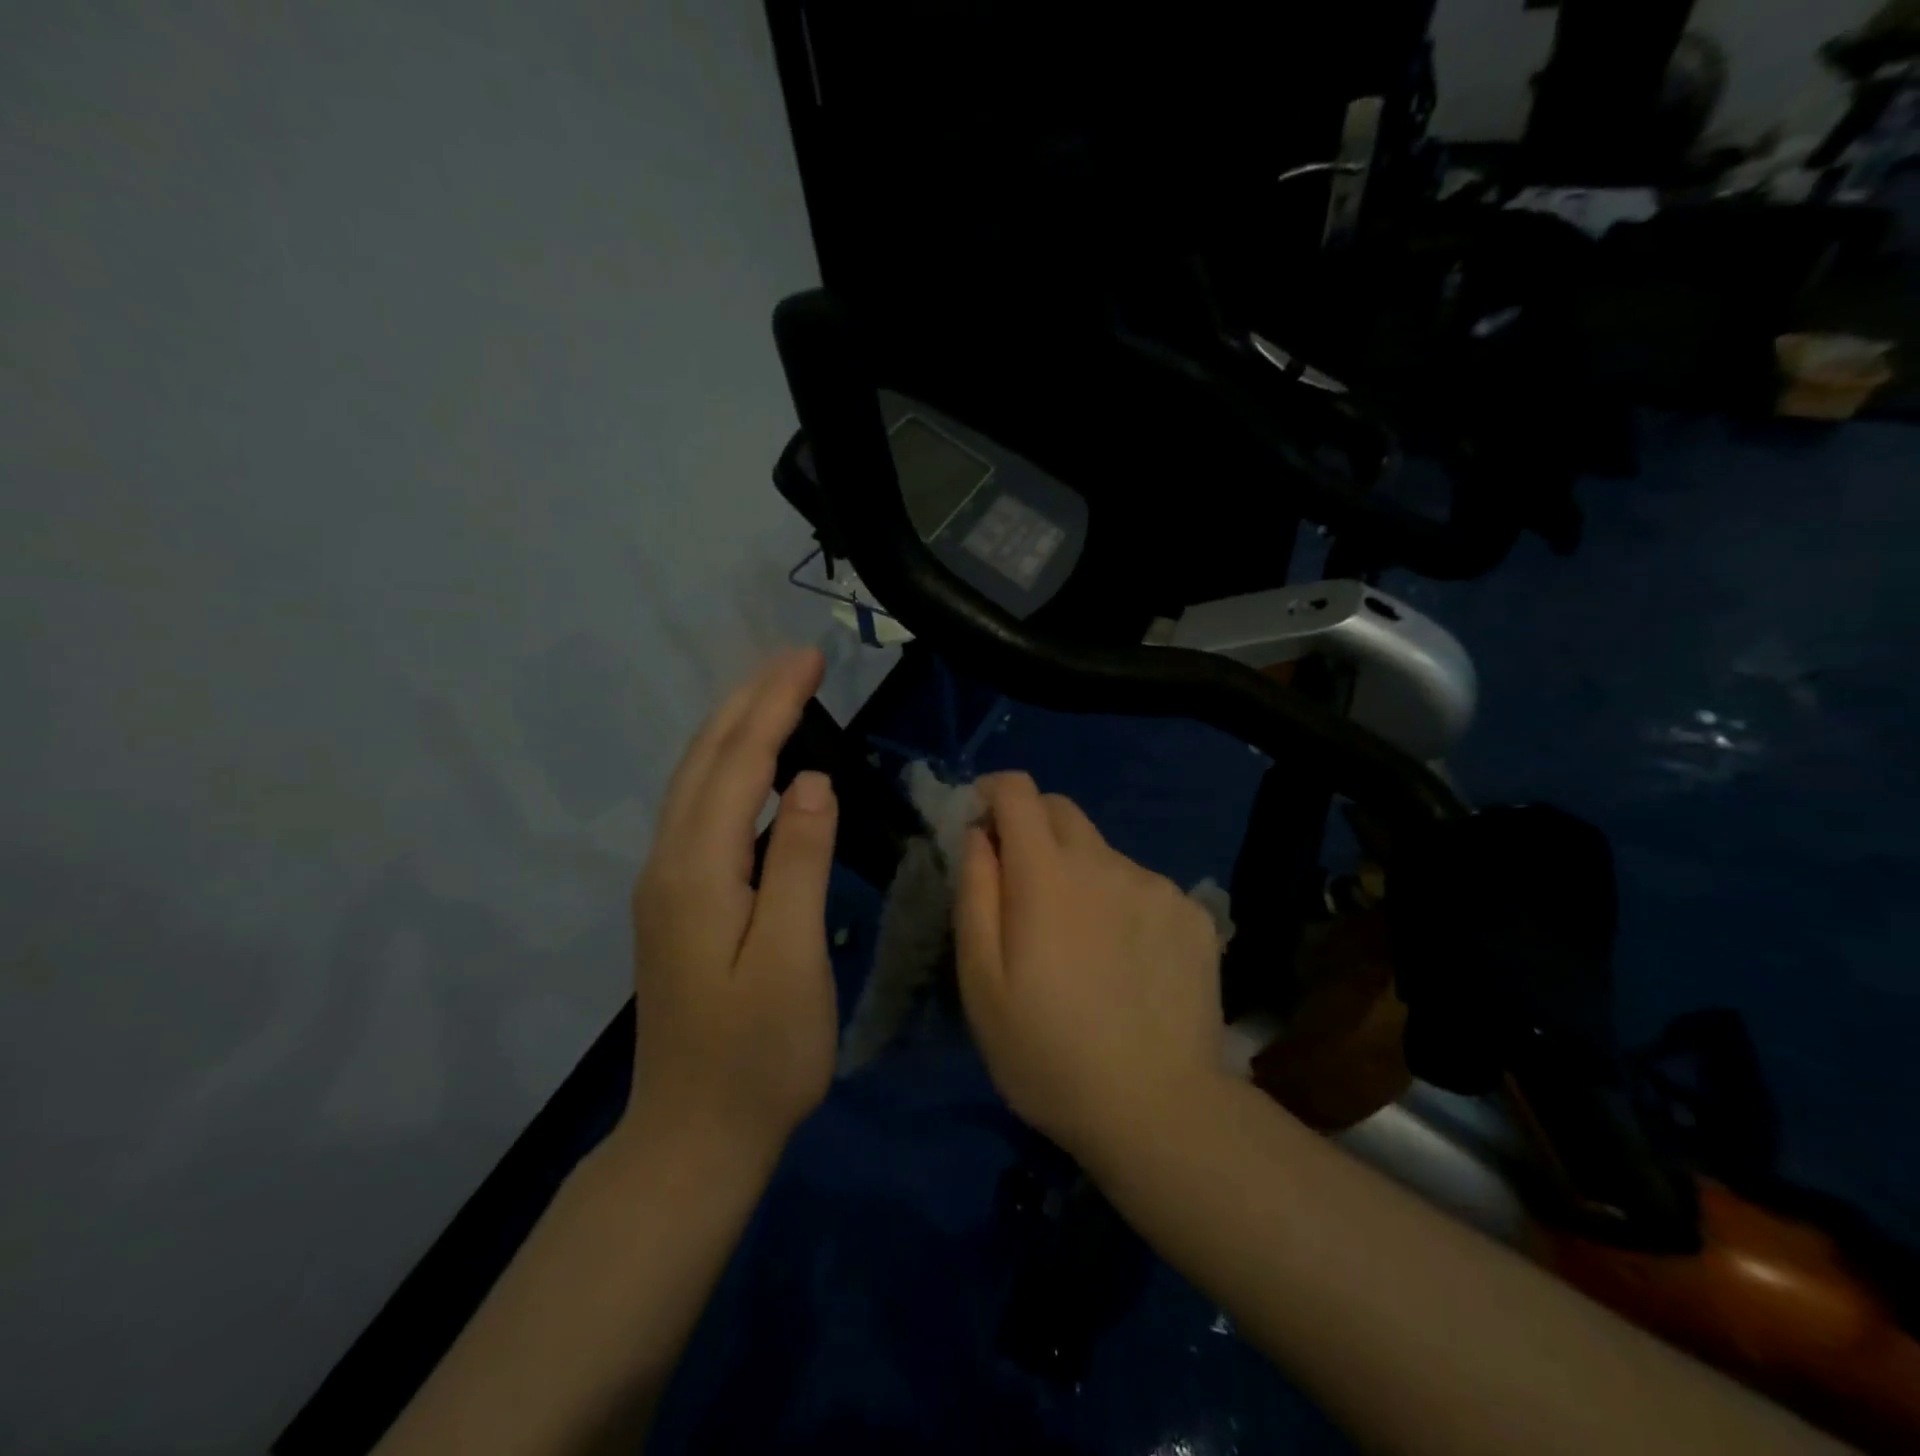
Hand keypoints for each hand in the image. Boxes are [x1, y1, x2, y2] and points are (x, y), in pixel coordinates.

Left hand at [624, 648, 839, 1169]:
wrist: (694, 1136)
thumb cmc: (759, 1055)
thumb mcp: (791, 959)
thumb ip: (799, 863)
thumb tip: (811, 779)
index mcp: (697, 871)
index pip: (739, 764)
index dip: (775, 706)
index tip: (809, 658)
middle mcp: (669, 863)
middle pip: (705, 760)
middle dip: (750, 700)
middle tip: (795, 659)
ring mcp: (666, 883)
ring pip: (696, 781)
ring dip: (735, 728)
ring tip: (777, 692)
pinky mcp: (677, 901)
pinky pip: (701, 810)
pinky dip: (729, 769)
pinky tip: (755, 768)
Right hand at [954, 772, 1226, 1165]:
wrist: (1158, 1111)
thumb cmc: (1048, 1054)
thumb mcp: (981, 983)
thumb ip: (975, 894)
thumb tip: (978, 835)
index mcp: (1048, 873)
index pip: (1019, 791)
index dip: (993, 793)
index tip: (980, 822)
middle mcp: (1106, 862)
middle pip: (1062, 811)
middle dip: (1032, 827)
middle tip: (1022, 886)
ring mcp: (1157, 886)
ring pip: (1103, 853)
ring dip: (1079, 872)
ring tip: (1079, 942)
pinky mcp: (1194, 914)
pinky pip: (1143, 886)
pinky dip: (1121, 902)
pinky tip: (1126, 961)